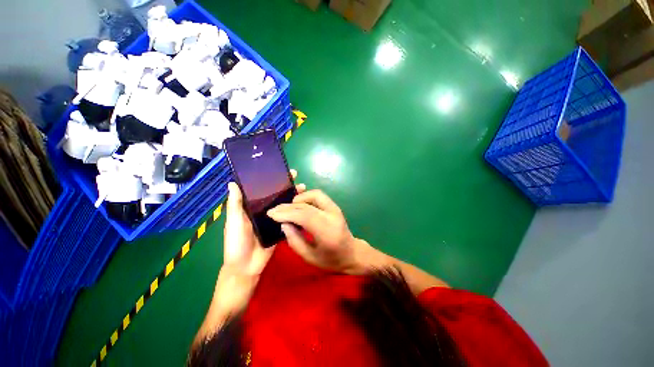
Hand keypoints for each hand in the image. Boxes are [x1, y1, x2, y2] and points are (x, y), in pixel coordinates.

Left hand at [218, 170, 304, 311]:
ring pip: (286, 205)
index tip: (281, 171)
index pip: (263, 189)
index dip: (272, 180)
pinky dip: (297, 211)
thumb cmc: (236, 243)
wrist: (246, 267)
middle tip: (297, 178)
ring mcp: (274, 219)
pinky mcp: (282, 228)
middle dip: (287, 186)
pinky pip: (290, 218)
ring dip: (294, 197)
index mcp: (252, 207)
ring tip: (304, 190)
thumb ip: (235, 204)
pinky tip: (305, 205)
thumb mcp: (233, 222)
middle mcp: (265, 211)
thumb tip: (232, 182)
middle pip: (278, 195)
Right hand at [267, 189, 372, 273]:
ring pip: (314, 194)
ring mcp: (335, 208)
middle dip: (288, 206)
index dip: (286, 213)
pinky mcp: (334, 206)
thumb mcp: (309, 257)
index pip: (305, 215)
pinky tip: (298, 205)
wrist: (352, 253)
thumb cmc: (331, 260)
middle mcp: (333, 215)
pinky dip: (306, 198)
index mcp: (327, 232)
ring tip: (288, 209)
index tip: (271, 214)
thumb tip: (283, 223)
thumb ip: (294, 240)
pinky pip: (318, 196)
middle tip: (274, 210)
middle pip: (308, 204)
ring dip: (298, 199)